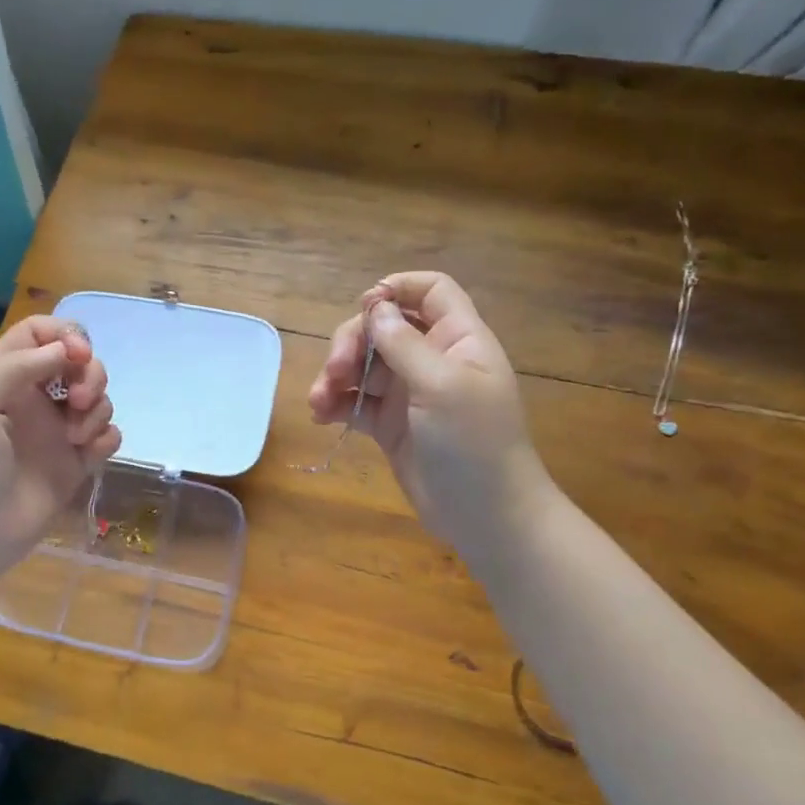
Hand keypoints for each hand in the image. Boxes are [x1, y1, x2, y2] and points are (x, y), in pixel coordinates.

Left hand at [0, 315, 121, 589]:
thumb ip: (15, 367)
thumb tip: (65, 349)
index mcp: (2, 377)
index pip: (39, 334)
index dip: (64, 335)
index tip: (76, 356)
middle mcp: (33, 399)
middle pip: (77, 362)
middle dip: (90, 372)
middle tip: (78, 400)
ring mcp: (55, 433)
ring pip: (96, 398)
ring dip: (97, 408)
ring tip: (76, 437)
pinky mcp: (74, 466)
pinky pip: (105, 438)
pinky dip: (106, 438)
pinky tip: (89, 454)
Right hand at [307, 272, 549, 564]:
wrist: (485, 515)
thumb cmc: (474, 444)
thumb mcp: (442, 386)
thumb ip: (405, 344)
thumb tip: (375, 308)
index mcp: (458, 339)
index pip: (431, 291)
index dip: (397, 289)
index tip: (365, 307)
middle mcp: (433, 359)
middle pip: (385, 327)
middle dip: (353, 342)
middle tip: (336, 371)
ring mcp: (410, 394)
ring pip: (364, 365)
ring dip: (336, 375)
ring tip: (319, 401)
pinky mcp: (390, 425)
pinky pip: (356, 402)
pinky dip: (336, 403)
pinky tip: (321, 415)